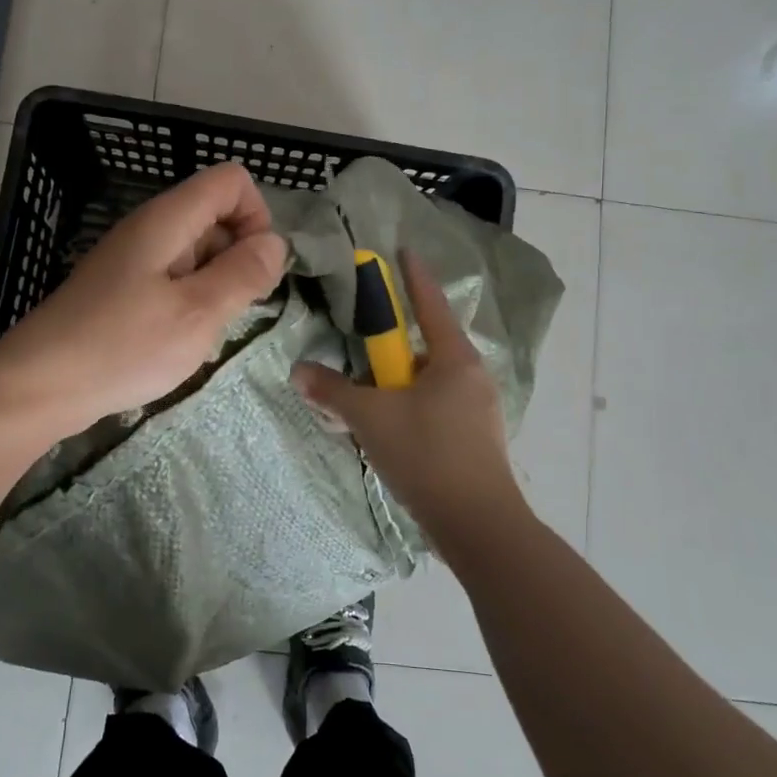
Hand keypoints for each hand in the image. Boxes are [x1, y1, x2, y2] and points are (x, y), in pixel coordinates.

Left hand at [0, 163, 287, 435]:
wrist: (39, 385)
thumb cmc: (123, 346)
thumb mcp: (198, 313)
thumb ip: (243, 274)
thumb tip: (276, 243)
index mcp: (168, 220)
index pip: (231, 181)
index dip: (256, 217)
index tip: (254, 269)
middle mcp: (150, 229)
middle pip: (215, 215)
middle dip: (239, 257)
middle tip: (232, 311)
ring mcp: (133, 260)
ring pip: (197, 253)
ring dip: (216, 286)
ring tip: (204, 333)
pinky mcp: (122, 290)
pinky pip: (174, 280)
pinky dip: (190, 303)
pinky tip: (180, 342)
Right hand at [290, 250, 532, 557]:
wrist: (478, 526)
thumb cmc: (427, 455)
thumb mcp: (370, 418)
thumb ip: (332, 391)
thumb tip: (299, 372)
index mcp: (454, 358)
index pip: (430, 304)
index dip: (413, 276)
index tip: (401, 251)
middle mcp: (471, 376)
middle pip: (425, 346)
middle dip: (391, 345)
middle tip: (359, 345)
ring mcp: (476, 410)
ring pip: (427, 382)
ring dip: (395, 384)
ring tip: (362, 397)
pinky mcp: (473, 439)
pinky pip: (433, 408)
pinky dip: (407, 408)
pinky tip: (384, 429)